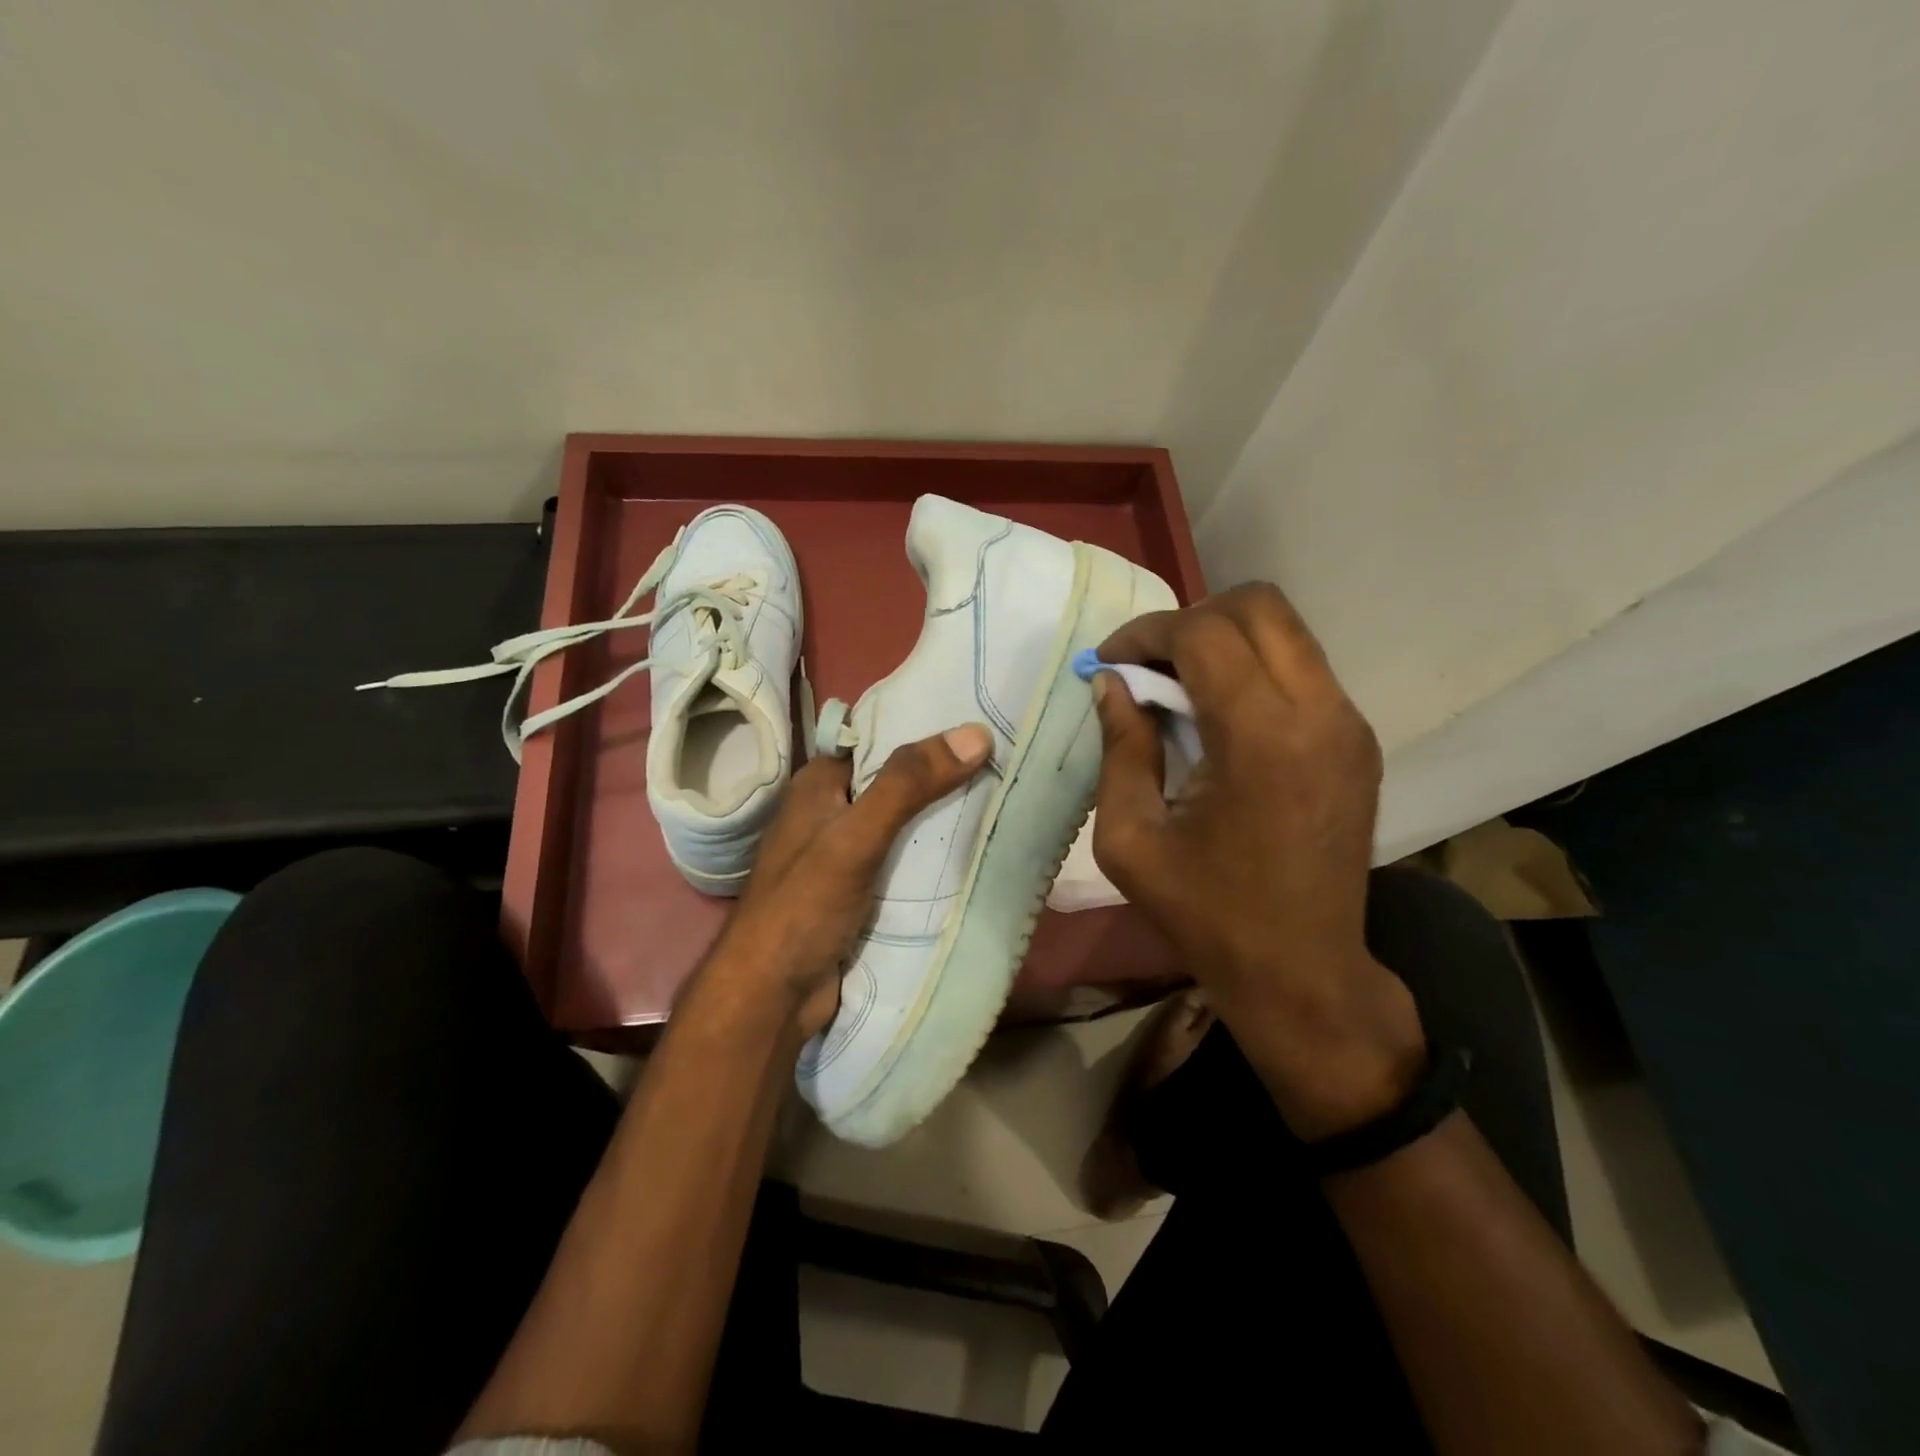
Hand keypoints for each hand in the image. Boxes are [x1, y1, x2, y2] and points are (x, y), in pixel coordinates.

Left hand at [701, 723, 993, 1039]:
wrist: (771, 999)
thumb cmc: (803, 907)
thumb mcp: (856, 836)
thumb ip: (908, 785)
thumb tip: (975, 733)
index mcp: (818, 785)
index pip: (876, 740)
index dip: (923, 729)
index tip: (979, 723)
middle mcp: (830, 813)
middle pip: (895, 783)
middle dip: (942, 777)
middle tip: (1002, 763)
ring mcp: (845, 856)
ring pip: (904, 825)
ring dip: (942, 820)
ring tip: (1002, 799)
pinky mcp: (860, 892)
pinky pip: (904, 862)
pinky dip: (932, 858)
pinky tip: (974, 851)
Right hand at [1090, 583, 1424, 1138]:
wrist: (1302, 972)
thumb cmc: (1206, 914)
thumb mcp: (1130, 838)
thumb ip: (1120, 748)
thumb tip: (1112, 684)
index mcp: (1262, 738)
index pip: (1204, 634)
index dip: (1146, 633)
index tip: (1108, 660)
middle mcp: (1319, 713)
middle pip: (1258, 606)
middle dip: (1190, 618)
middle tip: (1147, 664)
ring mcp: (1349, 723)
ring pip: (1285, 630)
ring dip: (1223, 639)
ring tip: (1178, 685)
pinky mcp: (1358, 740)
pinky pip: (1301, 667)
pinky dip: (1253, 666)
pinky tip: (1219, 714)